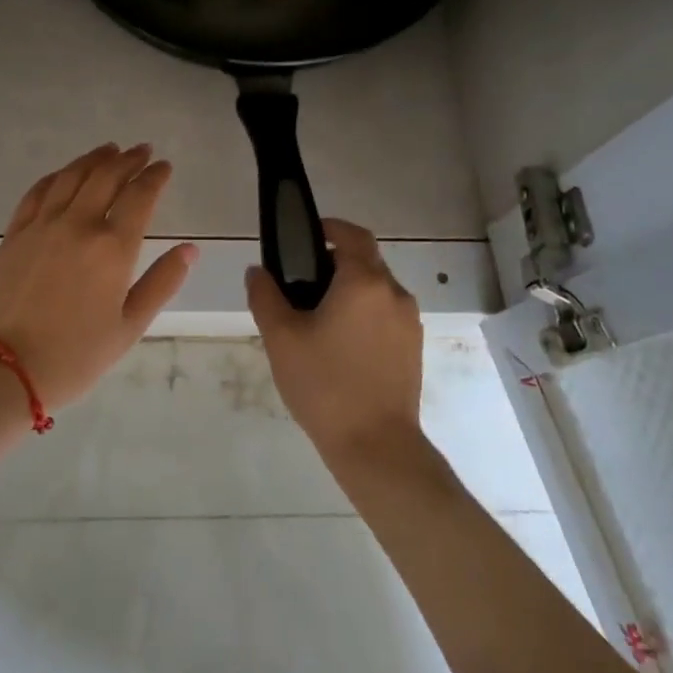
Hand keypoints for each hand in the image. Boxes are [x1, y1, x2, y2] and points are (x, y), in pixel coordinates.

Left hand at [0, 144, 197, 408]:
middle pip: (106, 177)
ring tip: (109, 150)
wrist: (5, 367)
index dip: (155, 176)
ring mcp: (42, 225)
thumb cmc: (76, 355)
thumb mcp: (130, 326)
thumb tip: (189, 249)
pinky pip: (37, 191)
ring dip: (93, 159)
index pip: (140, 196)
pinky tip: (64, 173)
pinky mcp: (15, 233)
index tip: (164, 166)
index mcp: (112, 247)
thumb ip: (162, 283)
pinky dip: (56, 176)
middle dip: (128, 160)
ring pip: (71, 176)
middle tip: (141, 151)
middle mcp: (78, 224)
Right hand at [246, 218, 422, 463]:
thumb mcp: (281, 338)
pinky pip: (386, 313)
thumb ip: (265, 295)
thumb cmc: (324, 384)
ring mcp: (409, 322)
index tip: (307, 235)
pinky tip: (340, 343)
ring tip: (318, 316)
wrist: (376, 445)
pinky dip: (364, 312)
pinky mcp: (413, 347)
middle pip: (366, 260)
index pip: (352, 235)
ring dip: (351, 288)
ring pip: (377, 288)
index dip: (330, 227)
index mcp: (364, 282)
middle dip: (336, 260)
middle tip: (301, 281)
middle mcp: (394, 293)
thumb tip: (258, 271)